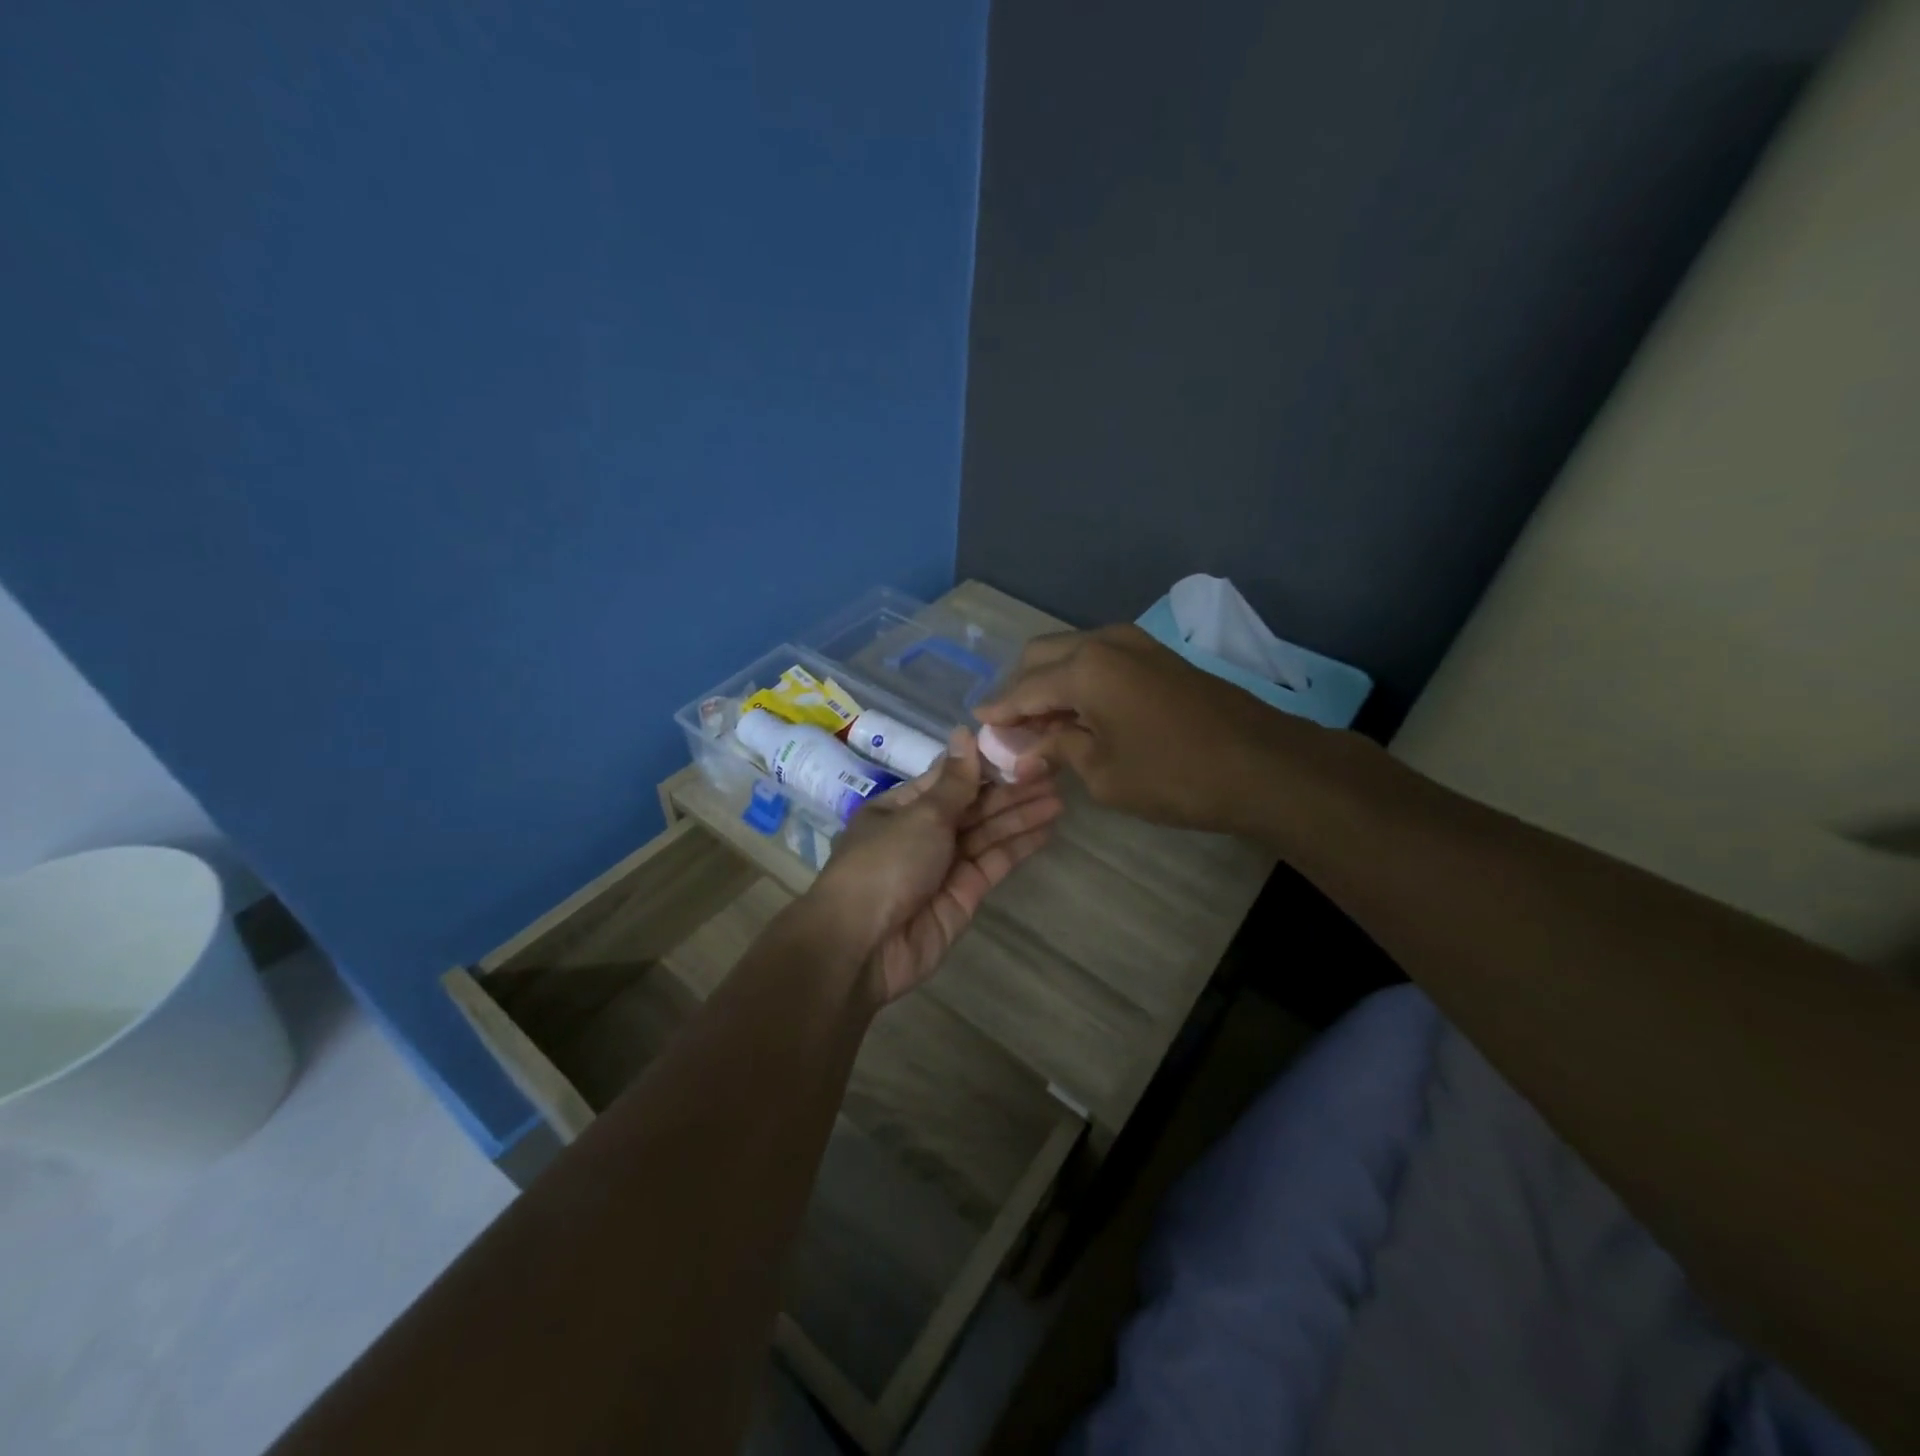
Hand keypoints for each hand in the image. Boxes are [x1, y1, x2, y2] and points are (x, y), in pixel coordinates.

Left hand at [811, 729, 1063, 1003]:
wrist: (863, 945)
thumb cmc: (885, 864)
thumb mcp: (920, 815)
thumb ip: (954, 781)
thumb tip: (964, 731)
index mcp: (901, 807)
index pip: (950, 779)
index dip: (985, 765)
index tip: (1022, 750)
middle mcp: (923, 833)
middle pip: (973, 806)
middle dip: (1010, 790)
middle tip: (1053, 773)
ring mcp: (944, 865)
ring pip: (987, 833)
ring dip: (1021, 815)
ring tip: (1059, 797)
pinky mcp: (964, 895)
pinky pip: (994, 862)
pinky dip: (1018, 846)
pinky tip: (1047, 829)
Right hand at [976, 624, 1295, 833]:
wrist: (1264, 765)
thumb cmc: (1175, 775)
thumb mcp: (1104, 774)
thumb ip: (1058, 751)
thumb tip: (1023, 753)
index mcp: (1084, 668)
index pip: (1023, 689)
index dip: (998, 711)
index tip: (977, 726)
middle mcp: (1104, 642)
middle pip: (1042, 656)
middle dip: (1020, 689)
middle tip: (1010, 728)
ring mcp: (1135, 644)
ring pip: (1072, 652)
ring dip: (1050, 682)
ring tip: (1042, 724)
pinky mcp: (1157, 656)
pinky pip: (1100, 659)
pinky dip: (1079, 680)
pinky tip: (1079, 713)